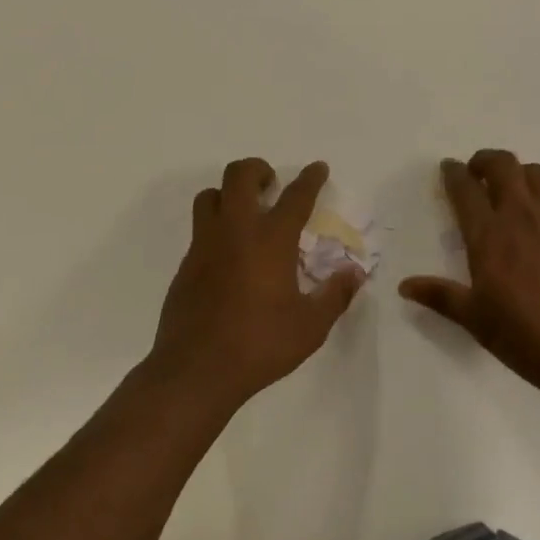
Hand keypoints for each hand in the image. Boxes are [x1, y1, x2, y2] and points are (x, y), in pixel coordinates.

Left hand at [150, 158, 363, 412]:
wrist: (195, 371)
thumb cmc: (259, 345)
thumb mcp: (310, 327)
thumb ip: (335, 295)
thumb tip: (354, 273)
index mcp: (271, 240)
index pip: (295, 196)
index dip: (310, 178)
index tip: (318, 168)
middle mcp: (235, 231)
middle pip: (239, 175)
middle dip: (258, 169)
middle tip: (272, 184)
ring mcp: (205, 245)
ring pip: (210, 196)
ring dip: (229, 193)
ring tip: (246, 212)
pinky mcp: (185, 265)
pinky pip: (200, 229)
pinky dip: (216, 227)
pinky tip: (229, 255)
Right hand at [401, 152, 539, 402]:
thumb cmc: (525, 336)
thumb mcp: (476, 320)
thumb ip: (441, 296)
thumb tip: (405, 286)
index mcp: (489, 235)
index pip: (466, 189)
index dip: (454, 173)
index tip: (448, 167)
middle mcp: (521, 217)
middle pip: (504, 165)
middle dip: (485, 160)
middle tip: (476, 173)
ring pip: (535, 174)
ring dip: (518, 172)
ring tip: (510, 190)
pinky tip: (539, 230)